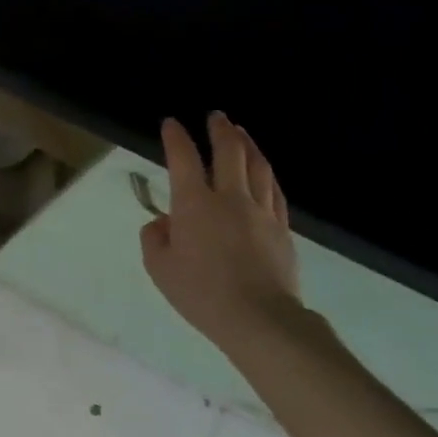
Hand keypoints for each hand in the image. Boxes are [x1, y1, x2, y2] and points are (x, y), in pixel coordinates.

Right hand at [140, 114, 314, 352]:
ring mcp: (261, 212)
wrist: (260, 320)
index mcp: (194, 204)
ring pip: (257, 167)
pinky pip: (275, 191)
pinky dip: (266, 174)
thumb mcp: (158, 267)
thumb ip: (155, 237)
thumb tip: (164, 223)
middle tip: (216, 116)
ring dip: (247, 145)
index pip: (183, 159)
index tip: (171, 124)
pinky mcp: (282, 229)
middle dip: (220, 130)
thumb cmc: (201, 293)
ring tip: (241, 133)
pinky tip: (264, 171)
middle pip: (229, 153)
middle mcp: (229, 198)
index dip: (176, 137)